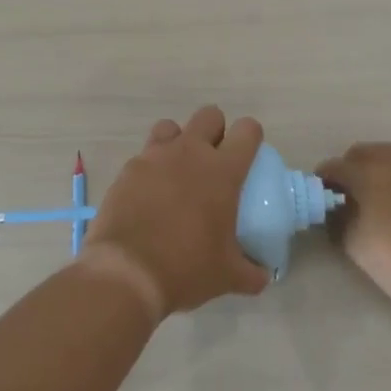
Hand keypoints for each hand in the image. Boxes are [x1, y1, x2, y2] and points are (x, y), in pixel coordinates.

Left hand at [80, 106, 271, 318]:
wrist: (127, 273)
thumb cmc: (187, 268)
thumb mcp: (228, 275)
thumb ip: (252, 272)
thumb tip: (263, 275)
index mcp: (222, 171)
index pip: (247, 130)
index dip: (250, 137)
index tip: (248, 157)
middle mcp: (189, 153)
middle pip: (209, 115)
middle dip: (215, 131)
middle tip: (214, 161)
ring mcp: (154, 157)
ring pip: (170, 126)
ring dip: (178, 141)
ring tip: (178, 171)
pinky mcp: (127, 170)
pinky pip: (144, 155)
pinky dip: (151, 168)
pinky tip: (150, 195)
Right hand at [315, 143, 390, 308]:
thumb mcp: (354, 243)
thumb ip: (338, 219)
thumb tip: (335, 208)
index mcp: (367, 171)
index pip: (334, 167)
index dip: (322, 181)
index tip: (320, 199)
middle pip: (361, 153)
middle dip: (349, 169)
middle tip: (345, 196)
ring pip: (389, 156)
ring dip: (375, 170)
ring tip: (373, 198)